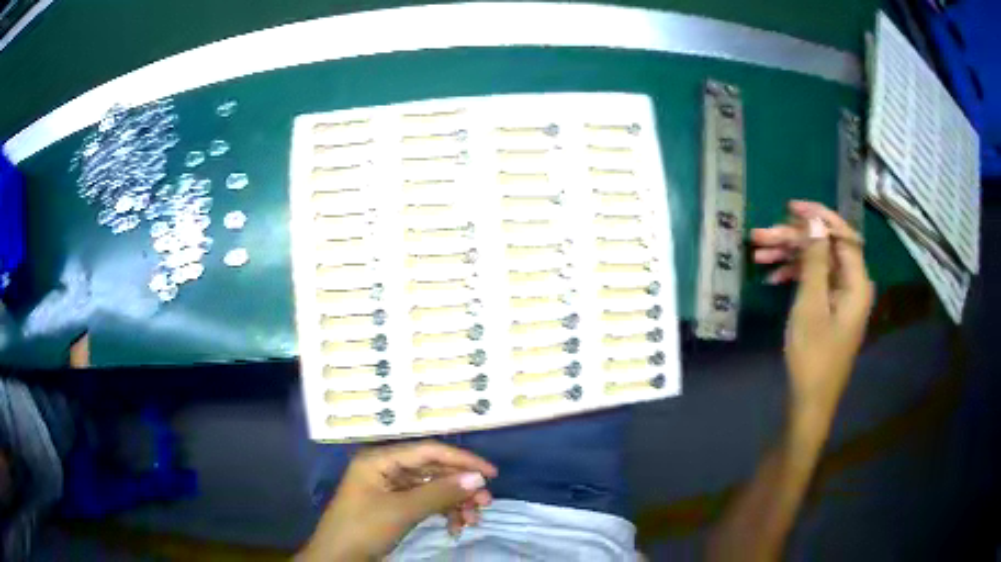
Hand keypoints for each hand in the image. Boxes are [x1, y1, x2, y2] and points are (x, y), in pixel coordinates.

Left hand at [300, 440, 497, 560]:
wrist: (338, 559)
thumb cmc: (363, 529)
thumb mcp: (402, 511)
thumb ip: (440, 493)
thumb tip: (478, 479)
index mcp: (380, 460)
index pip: (428, 451)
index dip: (462, 460)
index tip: (491, 474)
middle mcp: (386, 469)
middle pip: (433, 470)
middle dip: (460, 487)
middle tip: (485, 505)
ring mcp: (390, 488)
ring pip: (432, 488)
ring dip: (454, 503)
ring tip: (472, 521)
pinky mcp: (394, 506)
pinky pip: (425, 503)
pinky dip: (442, 513)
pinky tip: (454, 527)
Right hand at [752, 201, 874, 415]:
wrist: (809, 401)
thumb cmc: (813, 355)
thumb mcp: (811, 305)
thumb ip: (815, 260)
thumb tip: (814, 221)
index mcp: (857, 282)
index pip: (842, 235)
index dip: (818, 217)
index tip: (790, 207)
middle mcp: (853, 285)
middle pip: (825, 249)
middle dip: (794, 240)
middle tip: (760, 236)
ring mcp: (841, 297)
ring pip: (817, 264)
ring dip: (790, 257)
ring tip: (758, 253)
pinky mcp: (831, 308)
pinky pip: (815, 282)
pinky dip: (795, 276)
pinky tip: (772, 277)